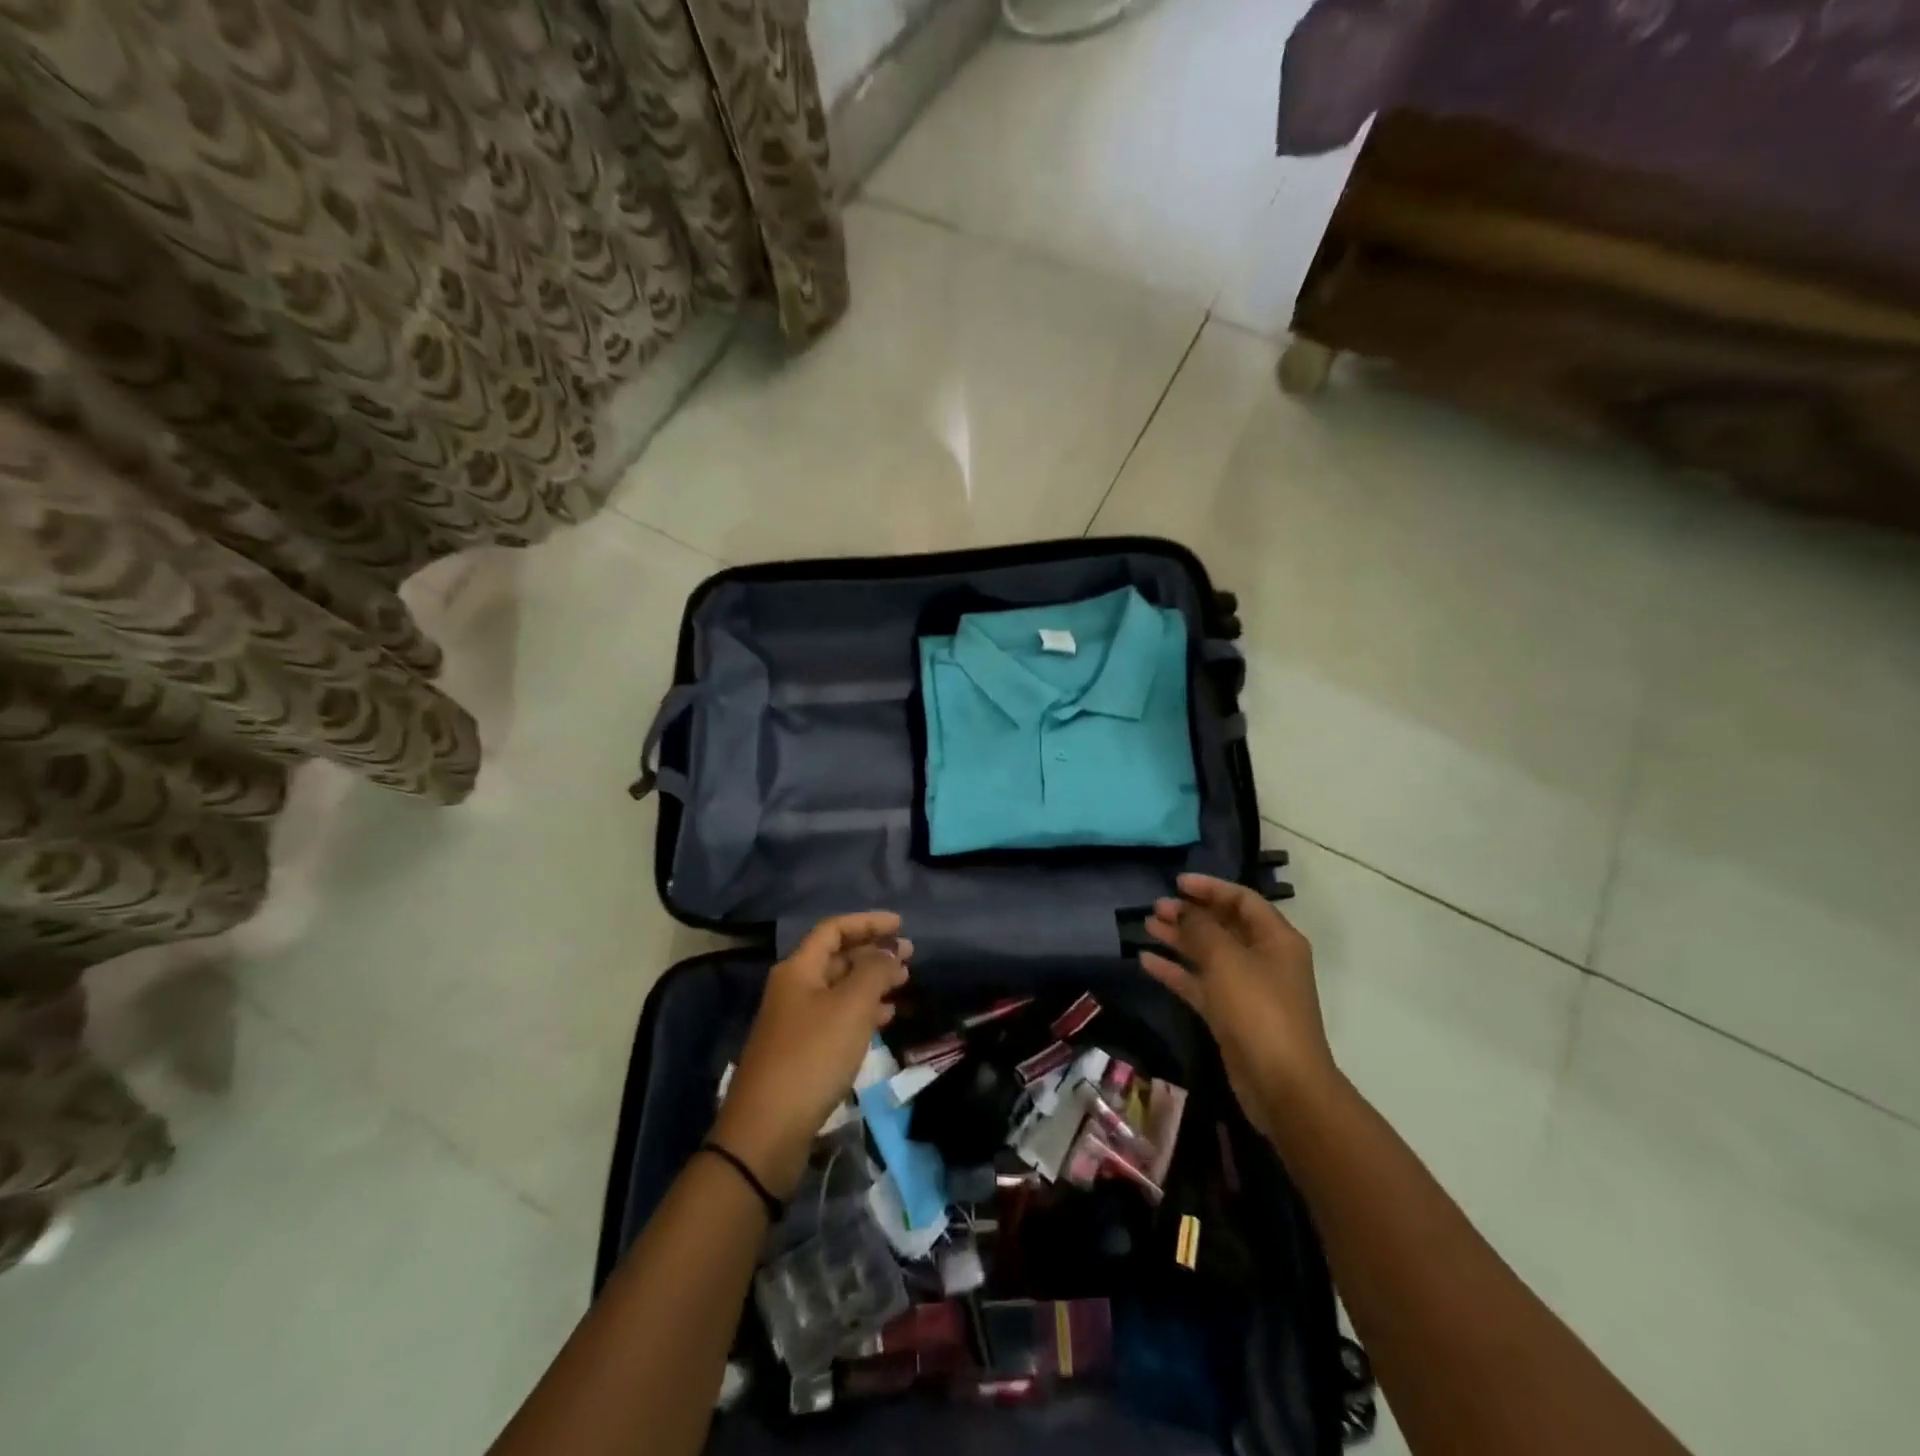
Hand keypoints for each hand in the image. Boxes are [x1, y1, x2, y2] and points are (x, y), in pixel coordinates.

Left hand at [712, 912, 910, 1199]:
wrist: (767, 1130)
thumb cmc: (812, 1056)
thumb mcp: (851, 1006)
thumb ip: (875, 971)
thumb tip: (889, 952)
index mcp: (799, 969)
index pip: (834, 929)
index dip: (868, 922)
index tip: (901, 925)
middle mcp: (794, 988)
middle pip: (837, 957)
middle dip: (873, 952)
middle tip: (910, 957)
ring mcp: (796, 1021)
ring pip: (840, 988)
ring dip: (871, 982)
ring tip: (904, 984)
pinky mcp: (802, 1052)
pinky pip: (837, 1017)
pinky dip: (863, 1011)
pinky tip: (886, 1018)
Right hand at [1141, 873, 1335, 1142]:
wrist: (1281, 1085)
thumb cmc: (1258, 1010)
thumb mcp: (1227, 960)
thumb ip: (1201, 929)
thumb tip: (1184, 910)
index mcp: (1276, 939)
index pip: (1242, 900)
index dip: (1210, 887)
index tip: (1176, 883)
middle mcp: (1264, 959)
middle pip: (1223, 926)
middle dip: (1190, 914)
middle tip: (1156, 907)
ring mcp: (1247, 989)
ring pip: (1208, 954)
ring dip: (1179, 939)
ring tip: (1147, 926)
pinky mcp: (1230, 1015)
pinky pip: (1199, 983)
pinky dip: (1176, 971)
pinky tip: (1146, 961)